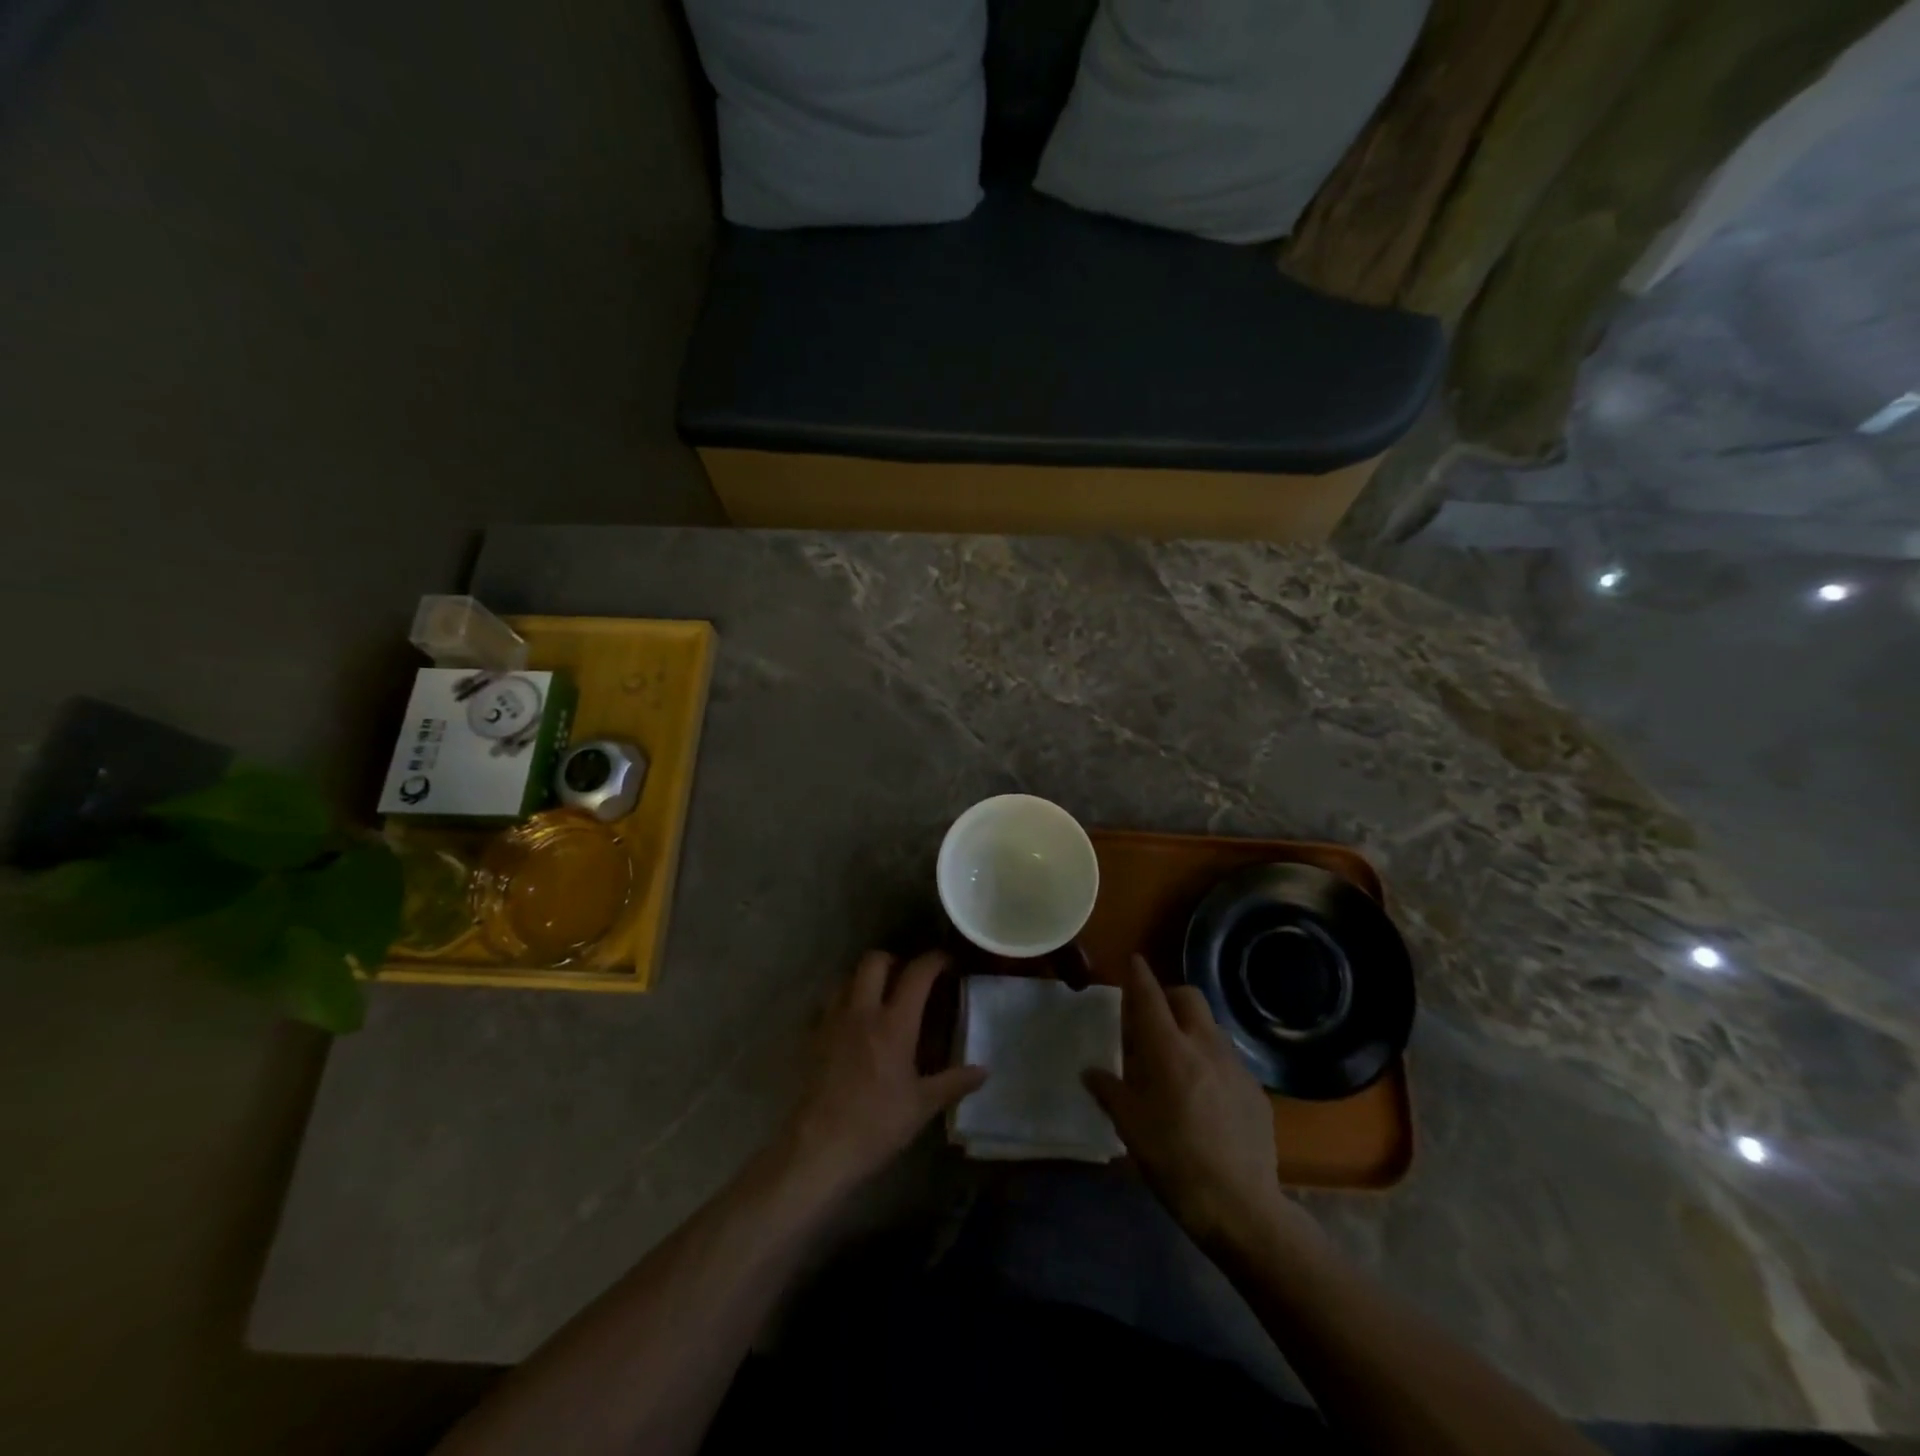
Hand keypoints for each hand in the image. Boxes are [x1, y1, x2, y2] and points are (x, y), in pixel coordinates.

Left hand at [777, 950, 985, 1198]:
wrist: (818, 1147)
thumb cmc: (875, 1124)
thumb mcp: (922, 1106)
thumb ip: (953, 1083)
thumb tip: (983, 1070)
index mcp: (894, 1024)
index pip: (916, 974)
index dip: (934, 960)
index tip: (947, 962)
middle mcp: (862, 1011)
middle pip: (874, 961)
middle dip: (895, 960)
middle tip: (908, 978)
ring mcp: (833, 1021)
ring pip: (848, 977)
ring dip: (866, 978)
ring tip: (880, 997)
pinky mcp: (813, 1036)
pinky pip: (829, 1002)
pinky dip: (844, 1000)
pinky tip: (853, 1023)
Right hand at [1085, 955, 1305, 1249]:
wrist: (1242, 1206)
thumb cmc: (1174, 1162)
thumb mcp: (1131, 1127)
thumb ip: (1110, 1091)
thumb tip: (1091, 1072)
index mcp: (1168, 1050)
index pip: (1150, 997)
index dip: (1139, 975)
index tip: (1133, 960)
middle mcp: (1204, 1046)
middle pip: (1188, 997)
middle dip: (1169, 996)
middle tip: (1152, 1018)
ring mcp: (1235, 1066)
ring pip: (1210, 1026)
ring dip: (1191, 1028)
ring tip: (1176, 1059)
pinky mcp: (1256, 1090)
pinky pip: (1228, 1059)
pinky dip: (1210, 1060)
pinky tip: (1204, 1095)